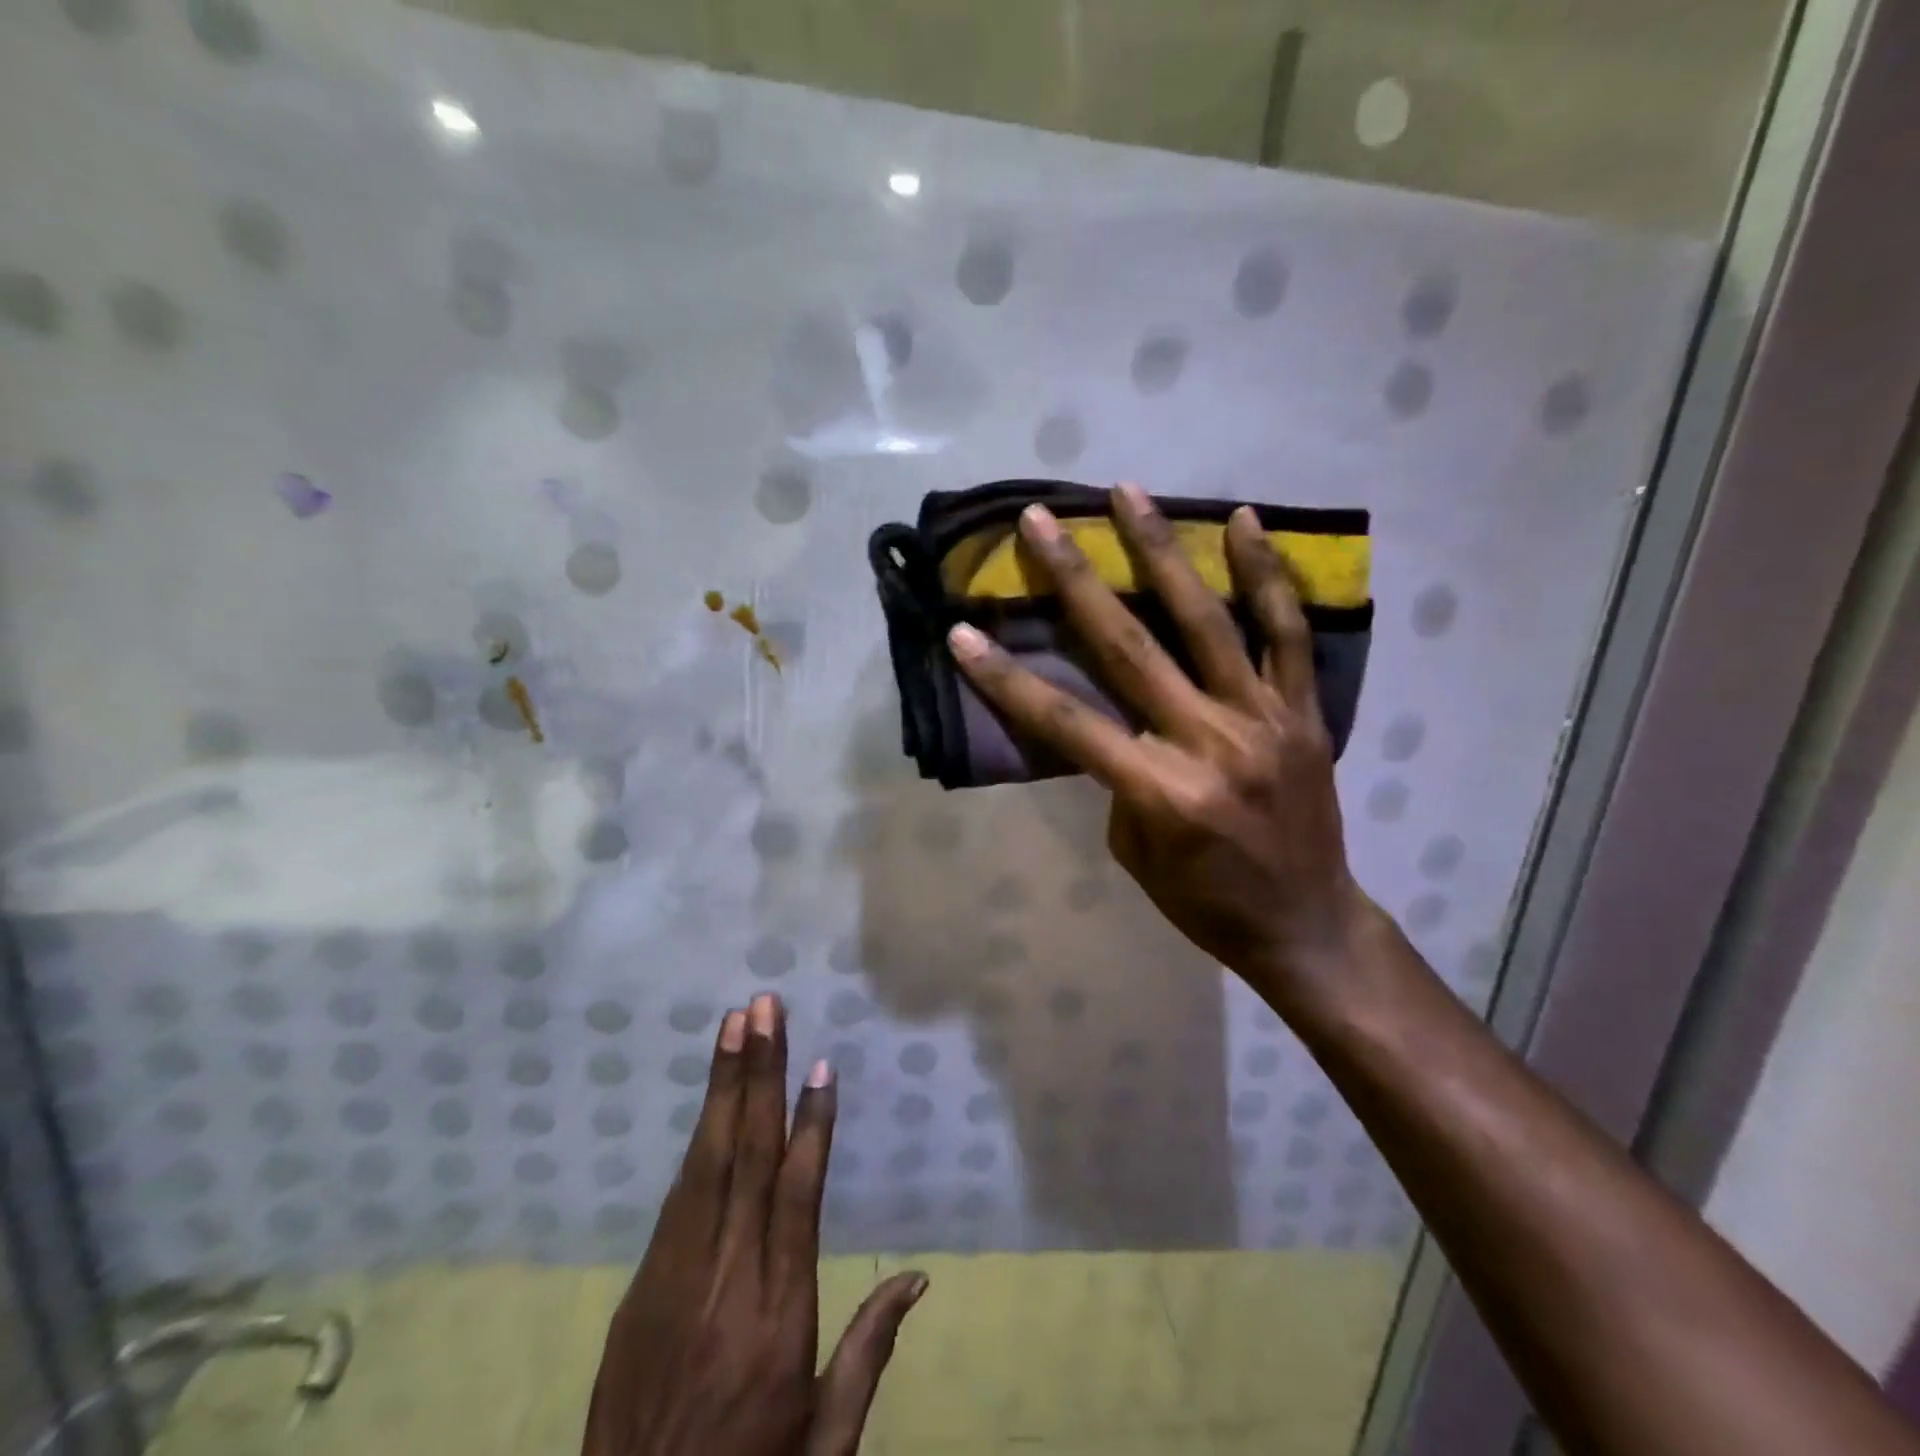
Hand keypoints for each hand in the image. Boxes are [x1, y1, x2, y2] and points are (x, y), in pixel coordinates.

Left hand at [583, 994, 926, 1455]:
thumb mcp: (825, 1444)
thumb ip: (869, 1353)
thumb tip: (918, 1276)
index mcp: (781, 1319)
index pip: (798, 1199)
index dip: (812, 1127)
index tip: (821, 1066)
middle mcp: (730, 1282)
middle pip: (749, 1159)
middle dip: (760, 1075)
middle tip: (766, 1009)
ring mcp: (676, 1280)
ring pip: (707, 1163)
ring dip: (724, 1088)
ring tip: (737, 1025)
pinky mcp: (641, 1289)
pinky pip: (676, 1198)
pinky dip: (697, 1140)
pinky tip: (710, 1102)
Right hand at [947, 484, 1372, 1000]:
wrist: (1307, 927)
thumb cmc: (1205, 904)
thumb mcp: (1136, 852)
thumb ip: (1120, 778)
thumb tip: (1115, 717)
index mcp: (1159, 791)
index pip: (1066, 723)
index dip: (1007, 678)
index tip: (961, 633)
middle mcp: (1210, 742)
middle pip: (1129, 648)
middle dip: (1075, 580)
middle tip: (1041, 520)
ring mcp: (1263, 719)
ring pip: (1206, 621)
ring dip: (1161, 552)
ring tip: (1128, 493)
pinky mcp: (1304, 712)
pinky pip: (1286, 634)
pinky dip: (1266, 576)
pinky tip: (1243, 521)